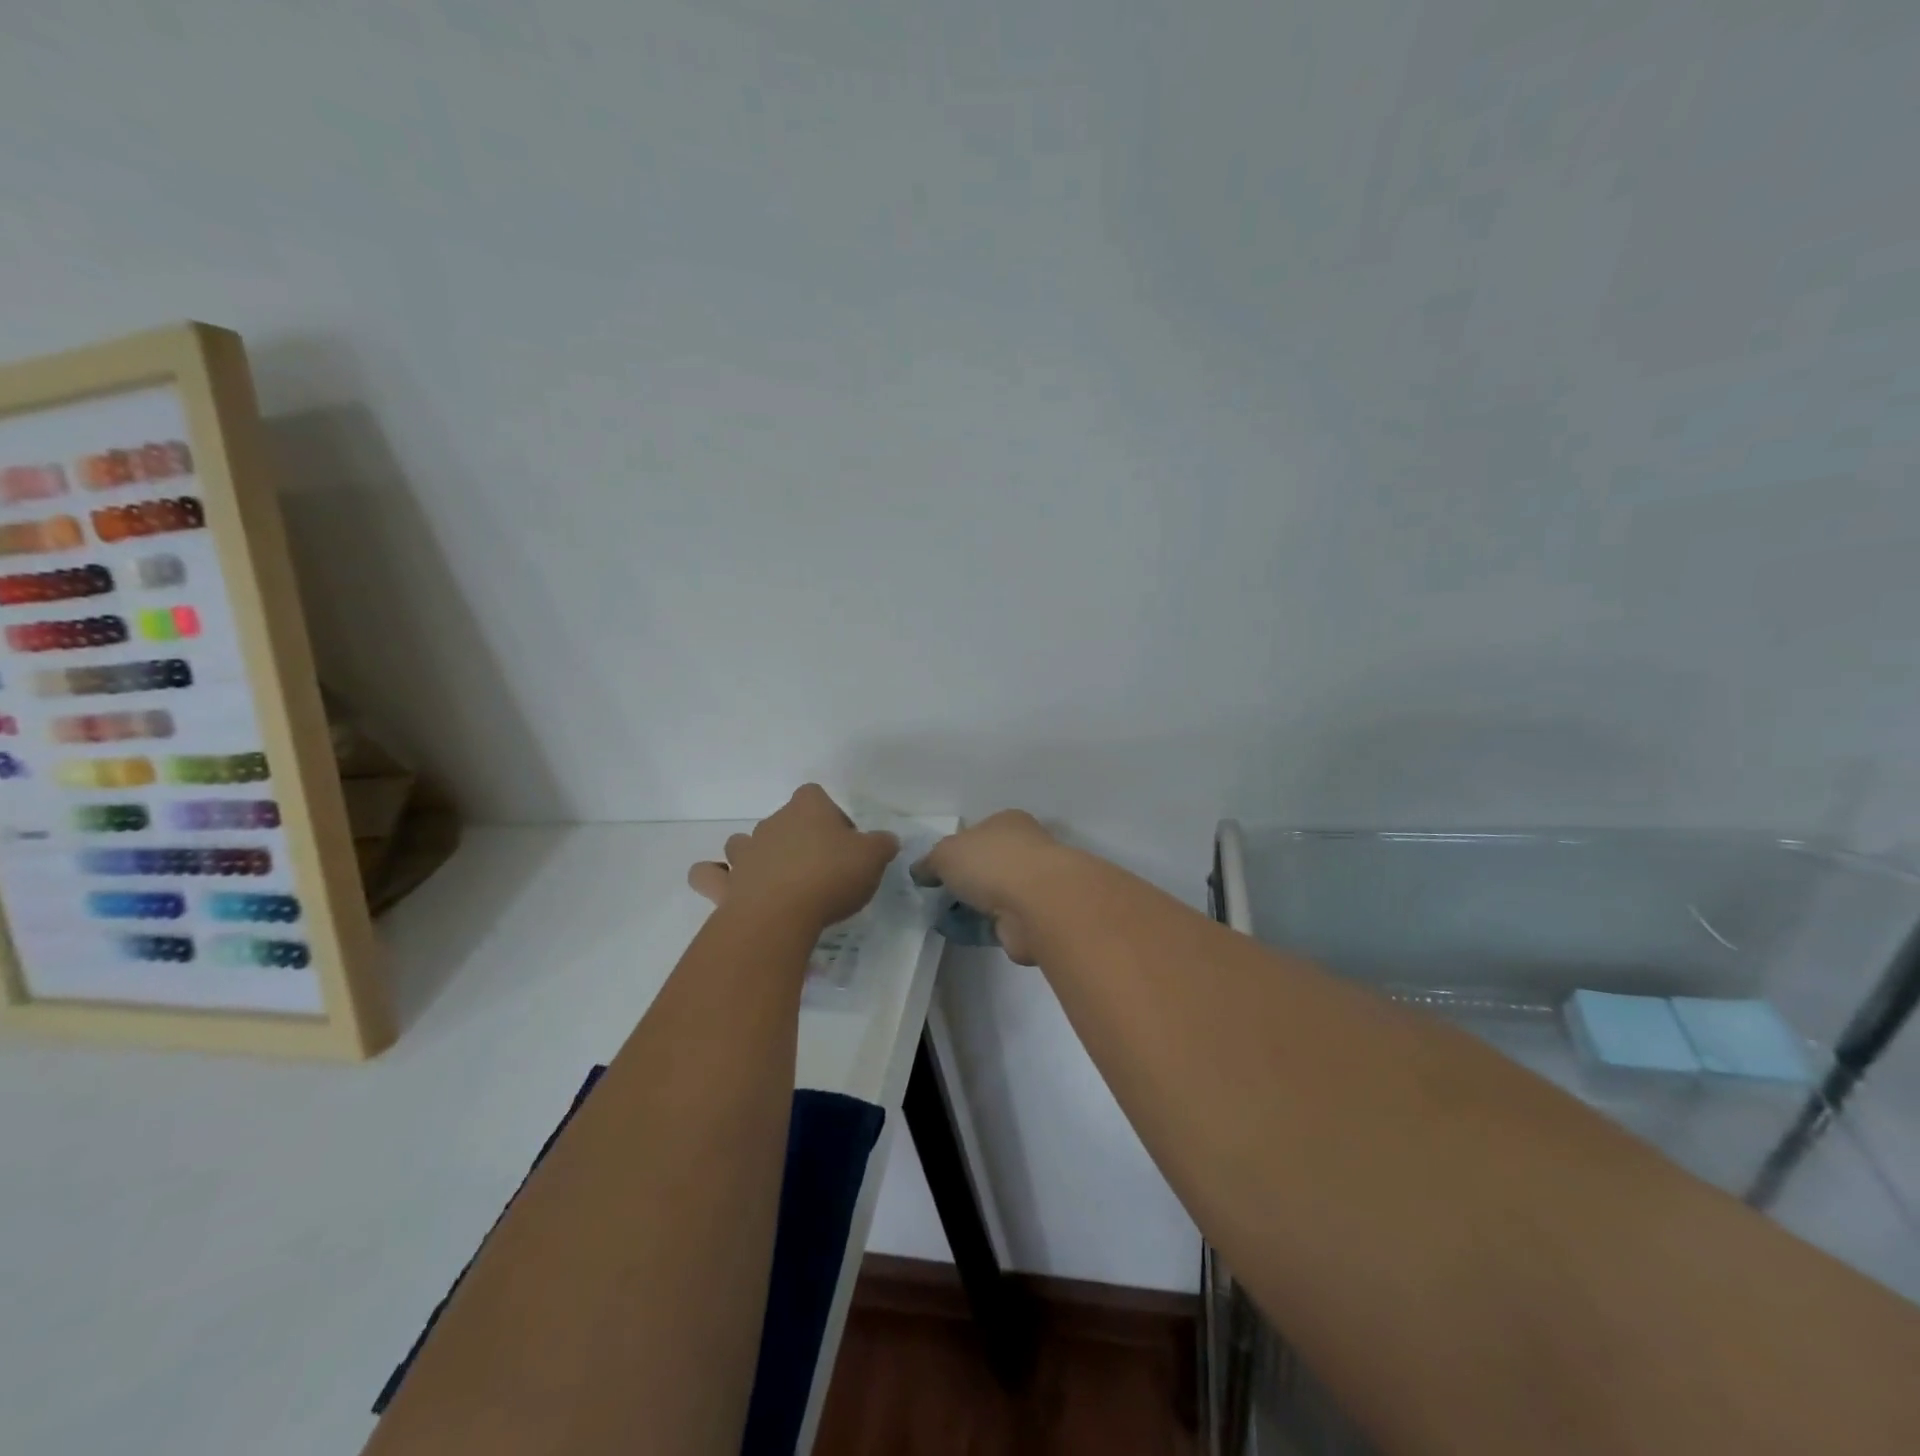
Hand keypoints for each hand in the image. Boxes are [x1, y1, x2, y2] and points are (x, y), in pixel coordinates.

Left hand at [686, 784, 898, 929]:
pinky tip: (731, 890)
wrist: (780, 916)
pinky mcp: (725, 884)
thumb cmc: (831, 877)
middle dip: (799, 839)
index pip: (816, 796)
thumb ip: (882, 844)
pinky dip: (716, 879)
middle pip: (784, 821)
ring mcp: (745, 853)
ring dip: (757, 856)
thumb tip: (886, 840)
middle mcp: (772, 823)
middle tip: (820, 870)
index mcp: (807, 808)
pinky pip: (711, 874)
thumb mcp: (873, 858)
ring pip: (743, 843)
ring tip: (778, 881)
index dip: (831, 816)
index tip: (845, 844)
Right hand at [912, 810, 1065, 964]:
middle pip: (988, 863)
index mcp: (1007, 822)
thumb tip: (921, 871)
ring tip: (948, 919)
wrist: (1037, 905)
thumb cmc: (992, 863)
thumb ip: (930, 861)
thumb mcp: (946, 853)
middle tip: (939, 897)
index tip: (937, 870)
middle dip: (966, 881)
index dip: (956, 850)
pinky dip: (987, 927)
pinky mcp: (1037, 916)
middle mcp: (1025, 847)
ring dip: (976, 906)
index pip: (978, 832)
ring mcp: (1034, 883)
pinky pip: (1003, 921)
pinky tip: (968, 934)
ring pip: (996, 893)